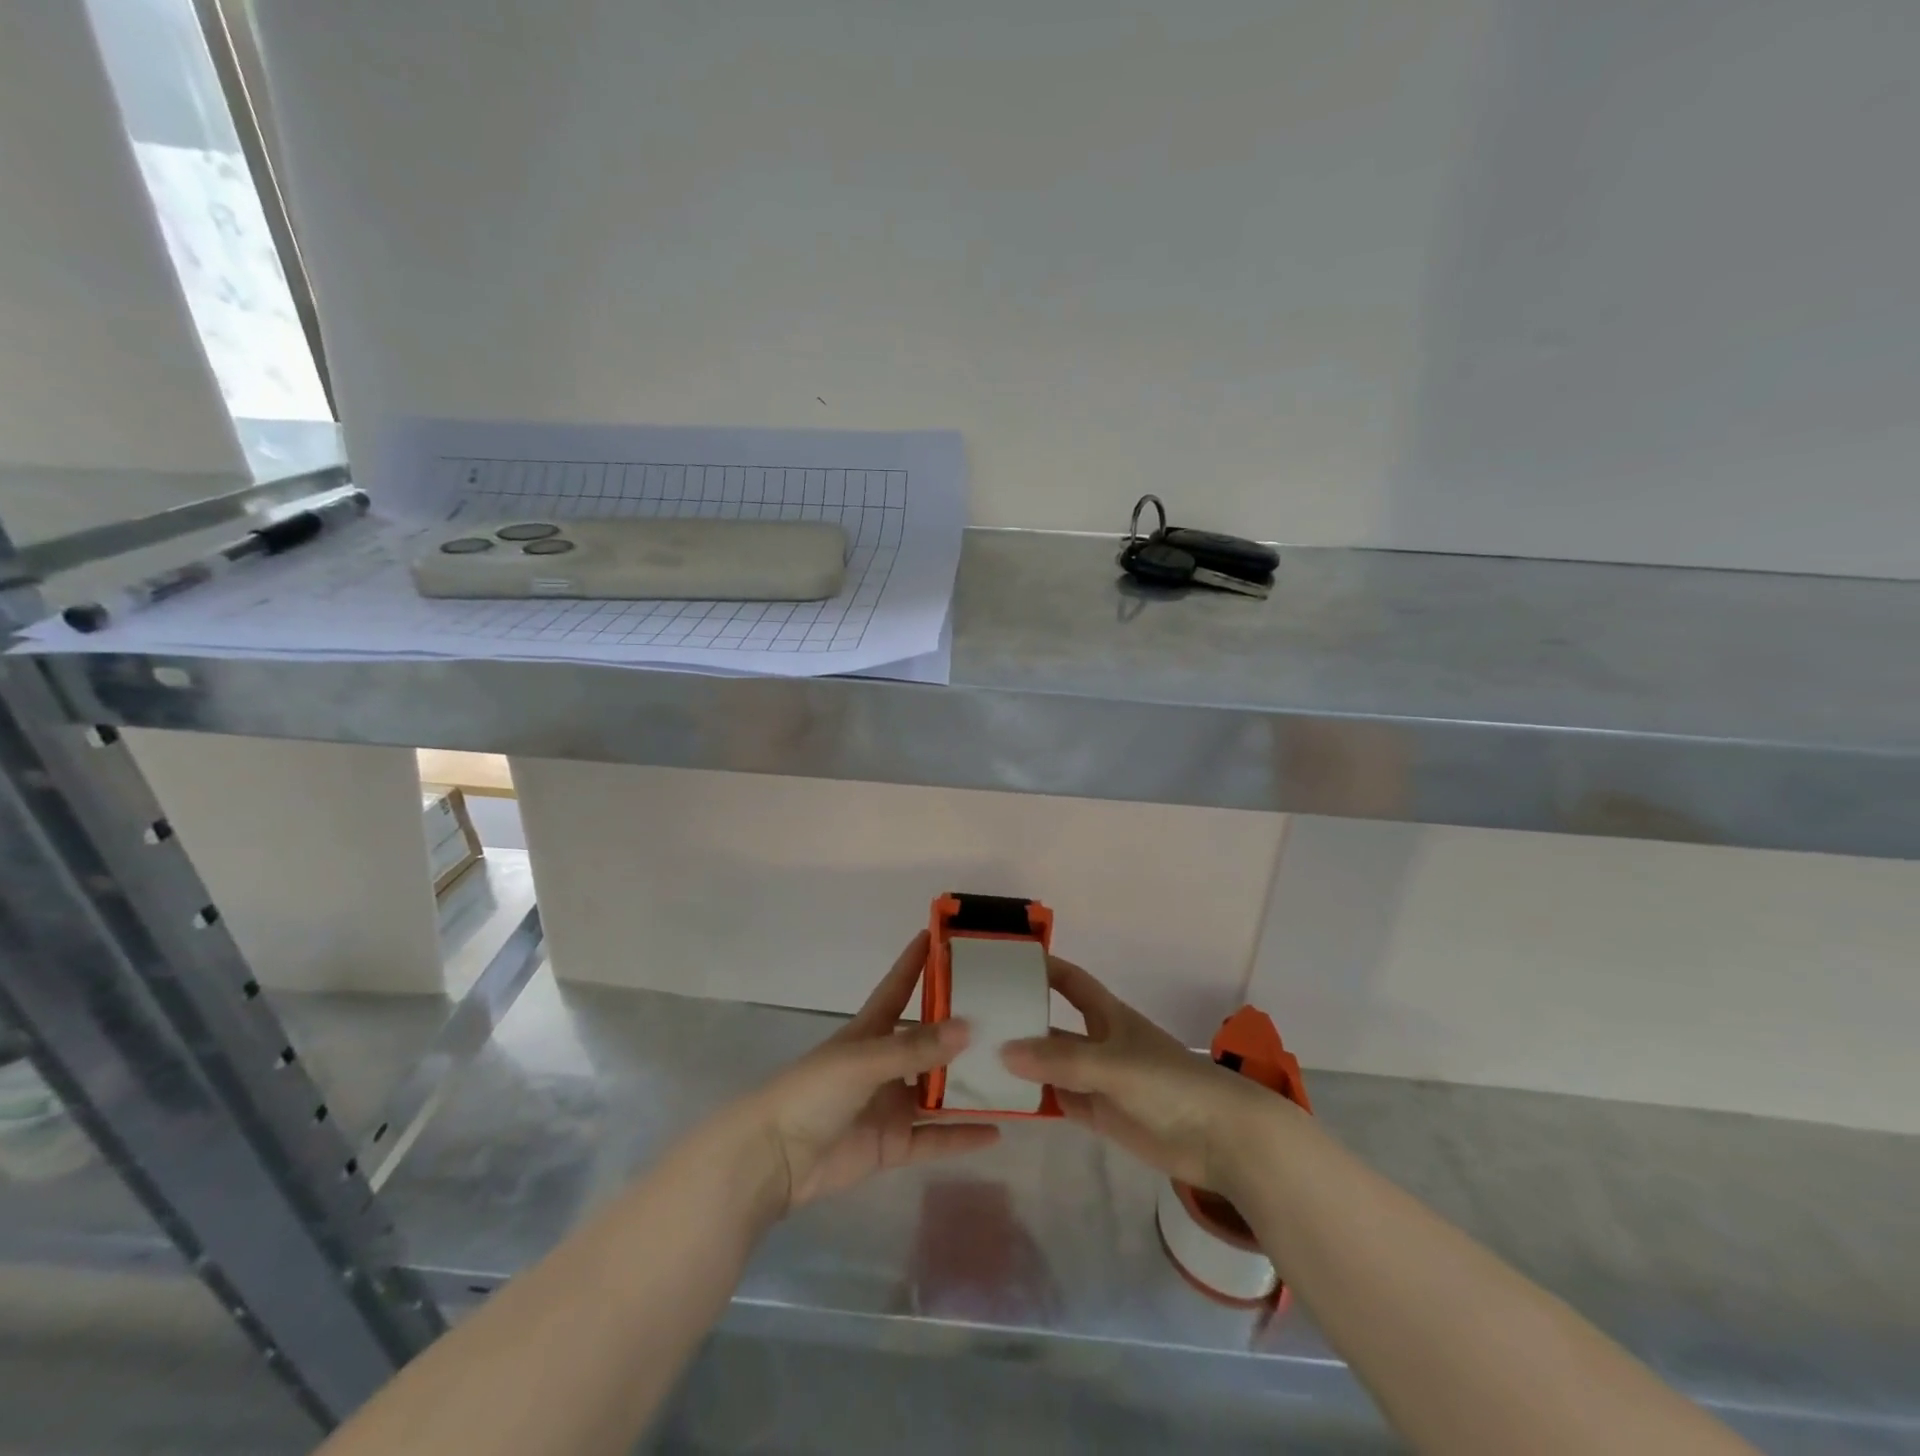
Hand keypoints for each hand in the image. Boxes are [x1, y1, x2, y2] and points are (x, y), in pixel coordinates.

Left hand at [730, 931, 999, 1213]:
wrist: (774, 1158)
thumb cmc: (813, 1092)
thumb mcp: (863, 1060)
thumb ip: (915, 1047)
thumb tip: (969, 1027)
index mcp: (870, 1031)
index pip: (900, 986)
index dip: (918, 961)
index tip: (945, 936)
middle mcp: (885, 1062)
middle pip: (930, 1041)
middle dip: (962, 1031)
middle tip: (1008, 1018)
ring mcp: (891, 1104)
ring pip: (939, 1091)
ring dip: (970, 1085)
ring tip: (1014, 1076)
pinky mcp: (893, 1144)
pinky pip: (935, 1137)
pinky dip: (963, 1135)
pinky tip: (998, 1132)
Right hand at [1000, 957, 1284, 1192]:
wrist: (1221, 1138)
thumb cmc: (1171, 1083)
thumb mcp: (1114, 1064)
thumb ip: (1062, 1060)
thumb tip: (1004, 1051)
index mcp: (1107, 1015)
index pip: (1069, 981)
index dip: (1042, 967)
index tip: (1003, 961)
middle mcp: (1097, 1042)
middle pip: (1052, 1025)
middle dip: (1019, 1020)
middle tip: (971, 1020)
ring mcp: (1097, 1080)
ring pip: (1050, 1065)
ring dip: (1021, 1064)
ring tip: (974, 1061)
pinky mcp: (1100, 1115)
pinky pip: (1058, 1101)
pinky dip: (1034, 1100)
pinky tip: (1002, 1101)